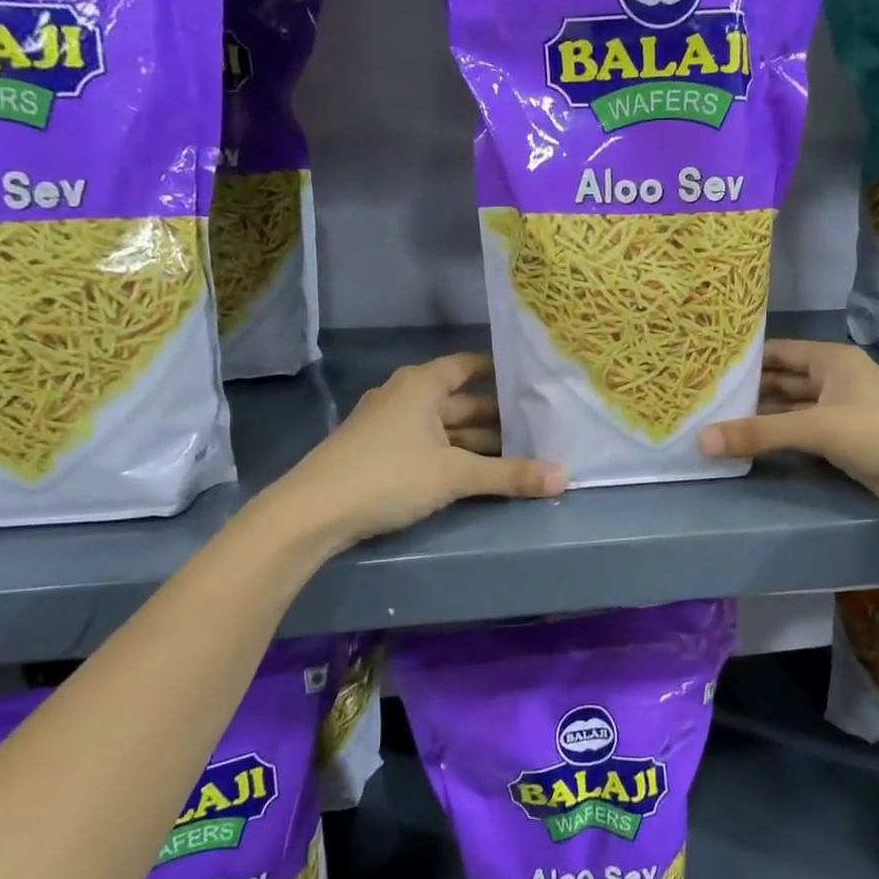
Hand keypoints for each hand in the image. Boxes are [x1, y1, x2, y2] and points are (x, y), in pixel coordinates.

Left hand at [271, 352, 565, 545]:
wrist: (312, 513)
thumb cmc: (388, 475)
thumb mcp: (455, 474)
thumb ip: (510, 475)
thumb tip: (565, 478)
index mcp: (421, 384)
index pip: (468, 365)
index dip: (499, 370)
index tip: (532, 380)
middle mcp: (405, 397)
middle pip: (461, 401)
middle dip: (498, 415)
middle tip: (540, 424)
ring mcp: (389, 426)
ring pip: (446, 428)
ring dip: (478, 441)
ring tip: (521, 452)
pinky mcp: (380, 455)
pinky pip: (430, 446)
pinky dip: (455, 456)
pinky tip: (479, 473)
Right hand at [698, 340, 878, 520]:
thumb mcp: (818, 427)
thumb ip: (760, 433)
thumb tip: (701, 440)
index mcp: (831, 361)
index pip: (777, 352)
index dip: (744, 358)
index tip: (705, 367)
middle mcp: (832, 381)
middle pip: (780, 382)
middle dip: (746, 391)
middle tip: (701, 400)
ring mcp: (838, 413)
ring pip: (788, 411)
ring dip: (758, 418)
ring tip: (712, 422)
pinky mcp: (842, 444)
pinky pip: (799, 437)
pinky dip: (776, 440)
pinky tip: (746, 446)